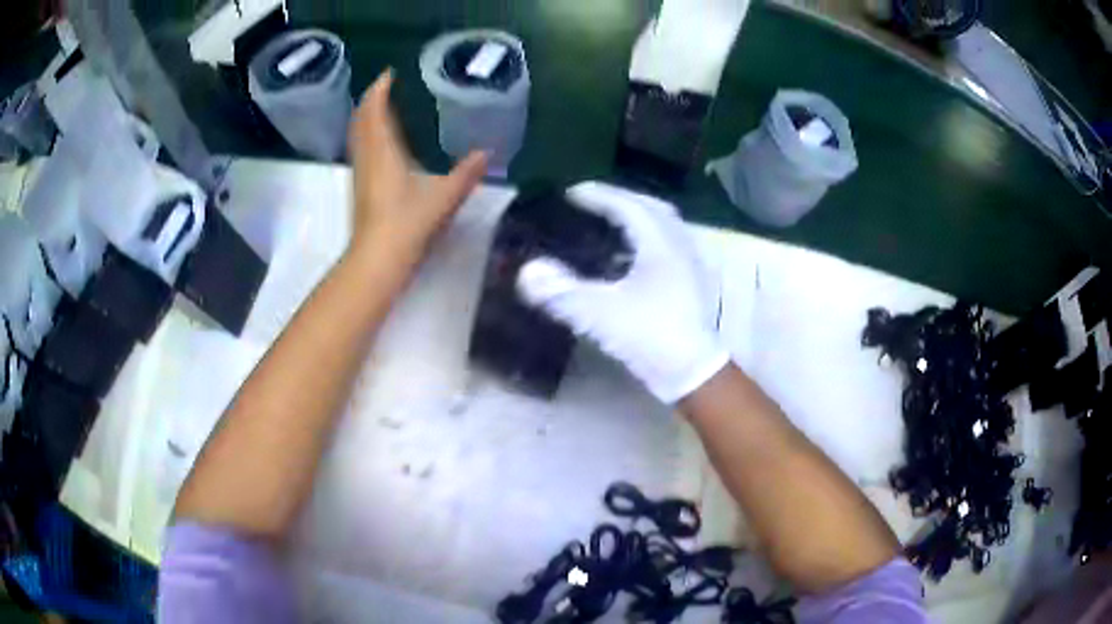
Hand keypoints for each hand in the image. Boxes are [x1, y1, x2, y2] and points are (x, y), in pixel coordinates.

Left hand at [348, 69, 487, 262]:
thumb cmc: (407, 224)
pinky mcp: (360, 187)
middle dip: (371, 99)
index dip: (379, 89)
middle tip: (386, 85)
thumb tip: (486, 154)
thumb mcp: (444, 197)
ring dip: (366, 116)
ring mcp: (360, 173)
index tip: (389, 73)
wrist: (377, 259)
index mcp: (383, 150)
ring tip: (381, 106)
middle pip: (361, 119)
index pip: (375, 110)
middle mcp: (367, 156)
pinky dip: (366, 134)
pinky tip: (379, 141)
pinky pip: (359, 149)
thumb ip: (466, 174)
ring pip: (357, 135)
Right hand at [516, 182, 728, 402]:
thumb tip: (526, 272)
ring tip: (610, 222)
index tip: (571, 192)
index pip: (628, 206)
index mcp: (661, 244)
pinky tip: (631, 256)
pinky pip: (670, 244)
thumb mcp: (601, 316)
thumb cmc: (652, 338)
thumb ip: (561, 292)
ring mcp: (691, 264)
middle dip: (621, 198)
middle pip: (652, 207)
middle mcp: (680, 246)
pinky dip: (648, 237)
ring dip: (638, 216)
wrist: (693, 374)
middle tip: (592, 200)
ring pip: (665, 225)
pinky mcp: (693, 283)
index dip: (599, 195)